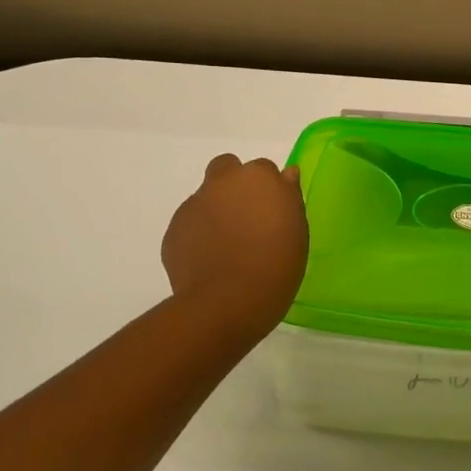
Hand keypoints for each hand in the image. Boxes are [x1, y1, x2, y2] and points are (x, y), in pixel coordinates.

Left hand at [161, 154, 309, 333]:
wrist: (228, 302)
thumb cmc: (276, 265)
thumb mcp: (297, 230)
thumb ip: (288, 196)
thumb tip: (286, 175)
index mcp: (258, 178)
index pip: (263, 170)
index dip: (267, 190)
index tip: (273, 213)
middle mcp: (222, 182)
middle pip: (226, 168)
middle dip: (234, 185)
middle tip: (246, 218)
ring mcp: (194, 205)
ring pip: (206, 197)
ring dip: (216, 212)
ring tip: (227, 247)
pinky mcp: (174, 229)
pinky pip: (190, 224)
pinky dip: (199, 235)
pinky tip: (210, 261)